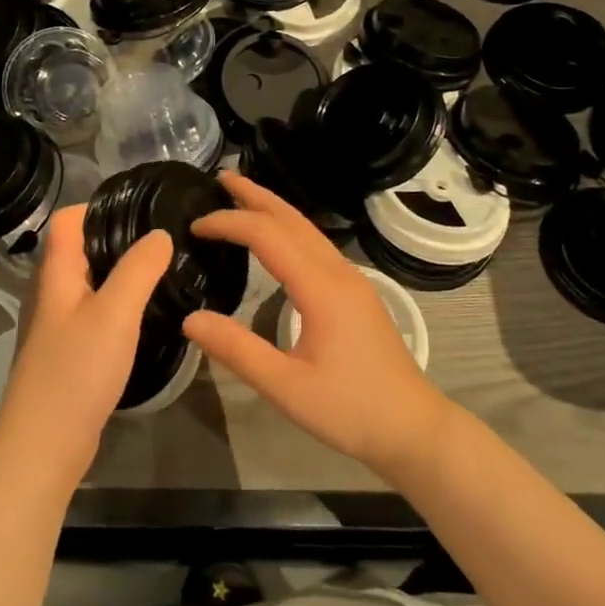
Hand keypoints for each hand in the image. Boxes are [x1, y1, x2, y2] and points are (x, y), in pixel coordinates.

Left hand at [0, 205, 173, 489]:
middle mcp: (52, 293)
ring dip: (120, 274)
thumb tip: (160, 234)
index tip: (140, 210)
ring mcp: (58, 326)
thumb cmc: (76, 371)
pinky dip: (118, 306)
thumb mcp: (115, 313)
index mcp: (56, 274)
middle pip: (80, 249)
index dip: (97, 206)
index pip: (67, 220)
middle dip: (118, 239)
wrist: (43, 446)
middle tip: (163, 241)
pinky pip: (95, 314)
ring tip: (162, 272)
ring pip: (90, 284)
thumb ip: (138, 269)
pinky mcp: (69, 354)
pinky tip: (145, 316)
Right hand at [183, 173, 450, 480]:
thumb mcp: (286, 387)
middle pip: (293, 219)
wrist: (413, 428)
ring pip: (308, 229)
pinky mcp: (356, 293)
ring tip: (242, 197)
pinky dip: (288, 229)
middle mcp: (338, 272)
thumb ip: (238, 350)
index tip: (196, 225)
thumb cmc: (350, 410)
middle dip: (255, 195)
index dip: (230, 223)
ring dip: (273, 208)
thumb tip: (191, 319)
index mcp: (321, 288)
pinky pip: (317, 245)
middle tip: (221, 177)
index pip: (268, 236)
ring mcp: (352, 280)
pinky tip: (276, 239)